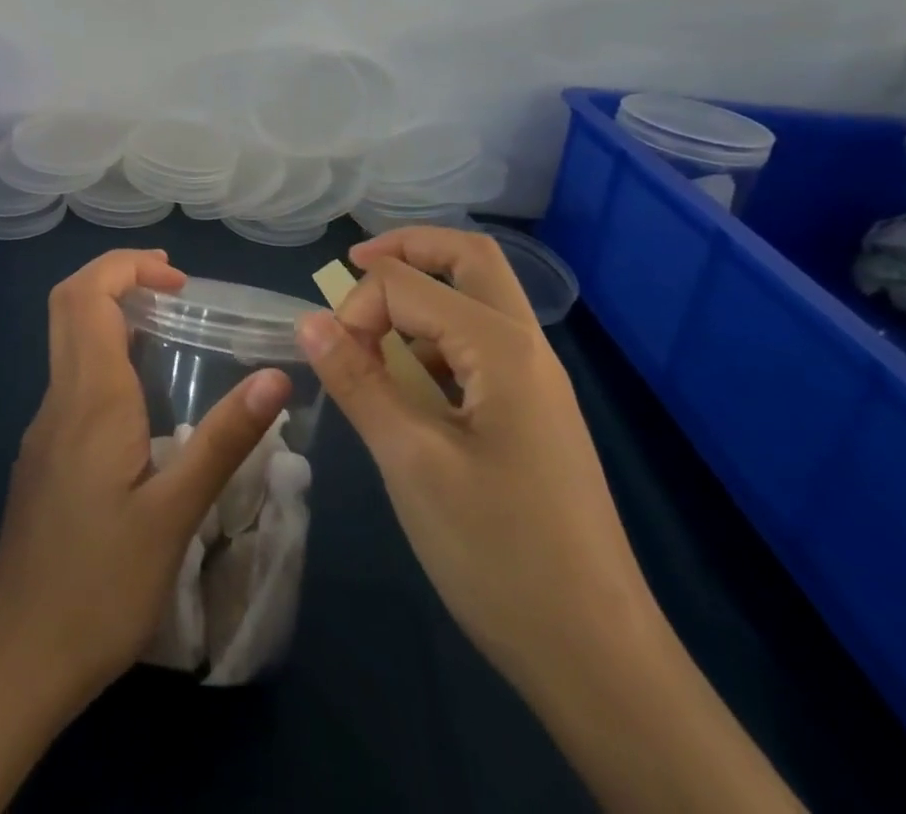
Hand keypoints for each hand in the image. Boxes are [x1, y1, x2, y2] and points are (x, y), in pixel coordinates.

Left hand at [0, 248, 292, 713]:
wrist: (20, 653)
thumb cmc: (101, 584)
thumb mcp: (176, 514)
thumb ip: (225, 439)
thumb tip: (275, 377)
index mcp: (90, 397)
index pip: (87, 294)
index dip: (127, 265)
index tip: (178, 279)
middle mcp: (60, 397)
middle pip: (68, 303)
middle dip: (116, 275)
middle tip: (173, 287)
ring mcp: (45, 425)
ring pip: (67, 338)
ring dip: (110, 312)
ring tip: (168, 328)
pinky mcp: (43, 452)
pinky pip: (71, 376)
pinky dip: (104, 352)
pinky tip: (143, 396)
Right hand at [296, 228, 654, 686]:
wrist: (597, 656)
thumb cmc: (498, 552)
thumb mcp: (410, 461)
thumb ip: (357, 381)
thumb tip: (309, 321)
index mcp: (500, 347)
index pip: (409, 284)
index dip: (359, 306)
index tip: (333, 357)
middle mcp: (526, 348)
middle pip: (468, 259)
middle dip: (408, 250)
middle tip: (354, 265)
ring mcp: (535, 382)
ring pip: (476, 301)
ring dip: (421, 298)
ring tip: (372, 339)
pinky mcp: (532, 414)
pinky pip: (479, 348)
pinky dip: (435, 341)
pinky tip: (406, 387)